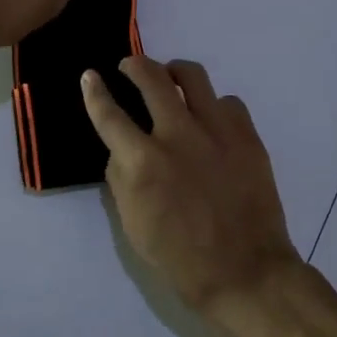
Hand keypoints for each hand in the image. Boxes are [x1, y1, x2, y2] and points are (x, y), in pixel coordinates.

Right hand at [81, 56, 300, 319]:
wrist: (246, 271)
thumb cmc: (181, 258)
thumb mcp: (133, 225)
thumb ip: (121, 178)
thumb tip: (121, 149)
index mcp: (143, 162)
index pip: (109, 114)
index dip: (94, 91)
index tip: (90, 75)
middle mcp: (178, 135)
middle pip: (151, 78)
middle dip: (135, 65)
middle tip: (130, 66)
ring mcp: (217, 130)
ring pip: (193, 76)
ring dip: (174, 71)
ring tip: (170, 76)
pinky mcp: (247, 134)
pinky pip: (228, 101)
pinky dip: (213, 105)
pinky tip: (211, 118)